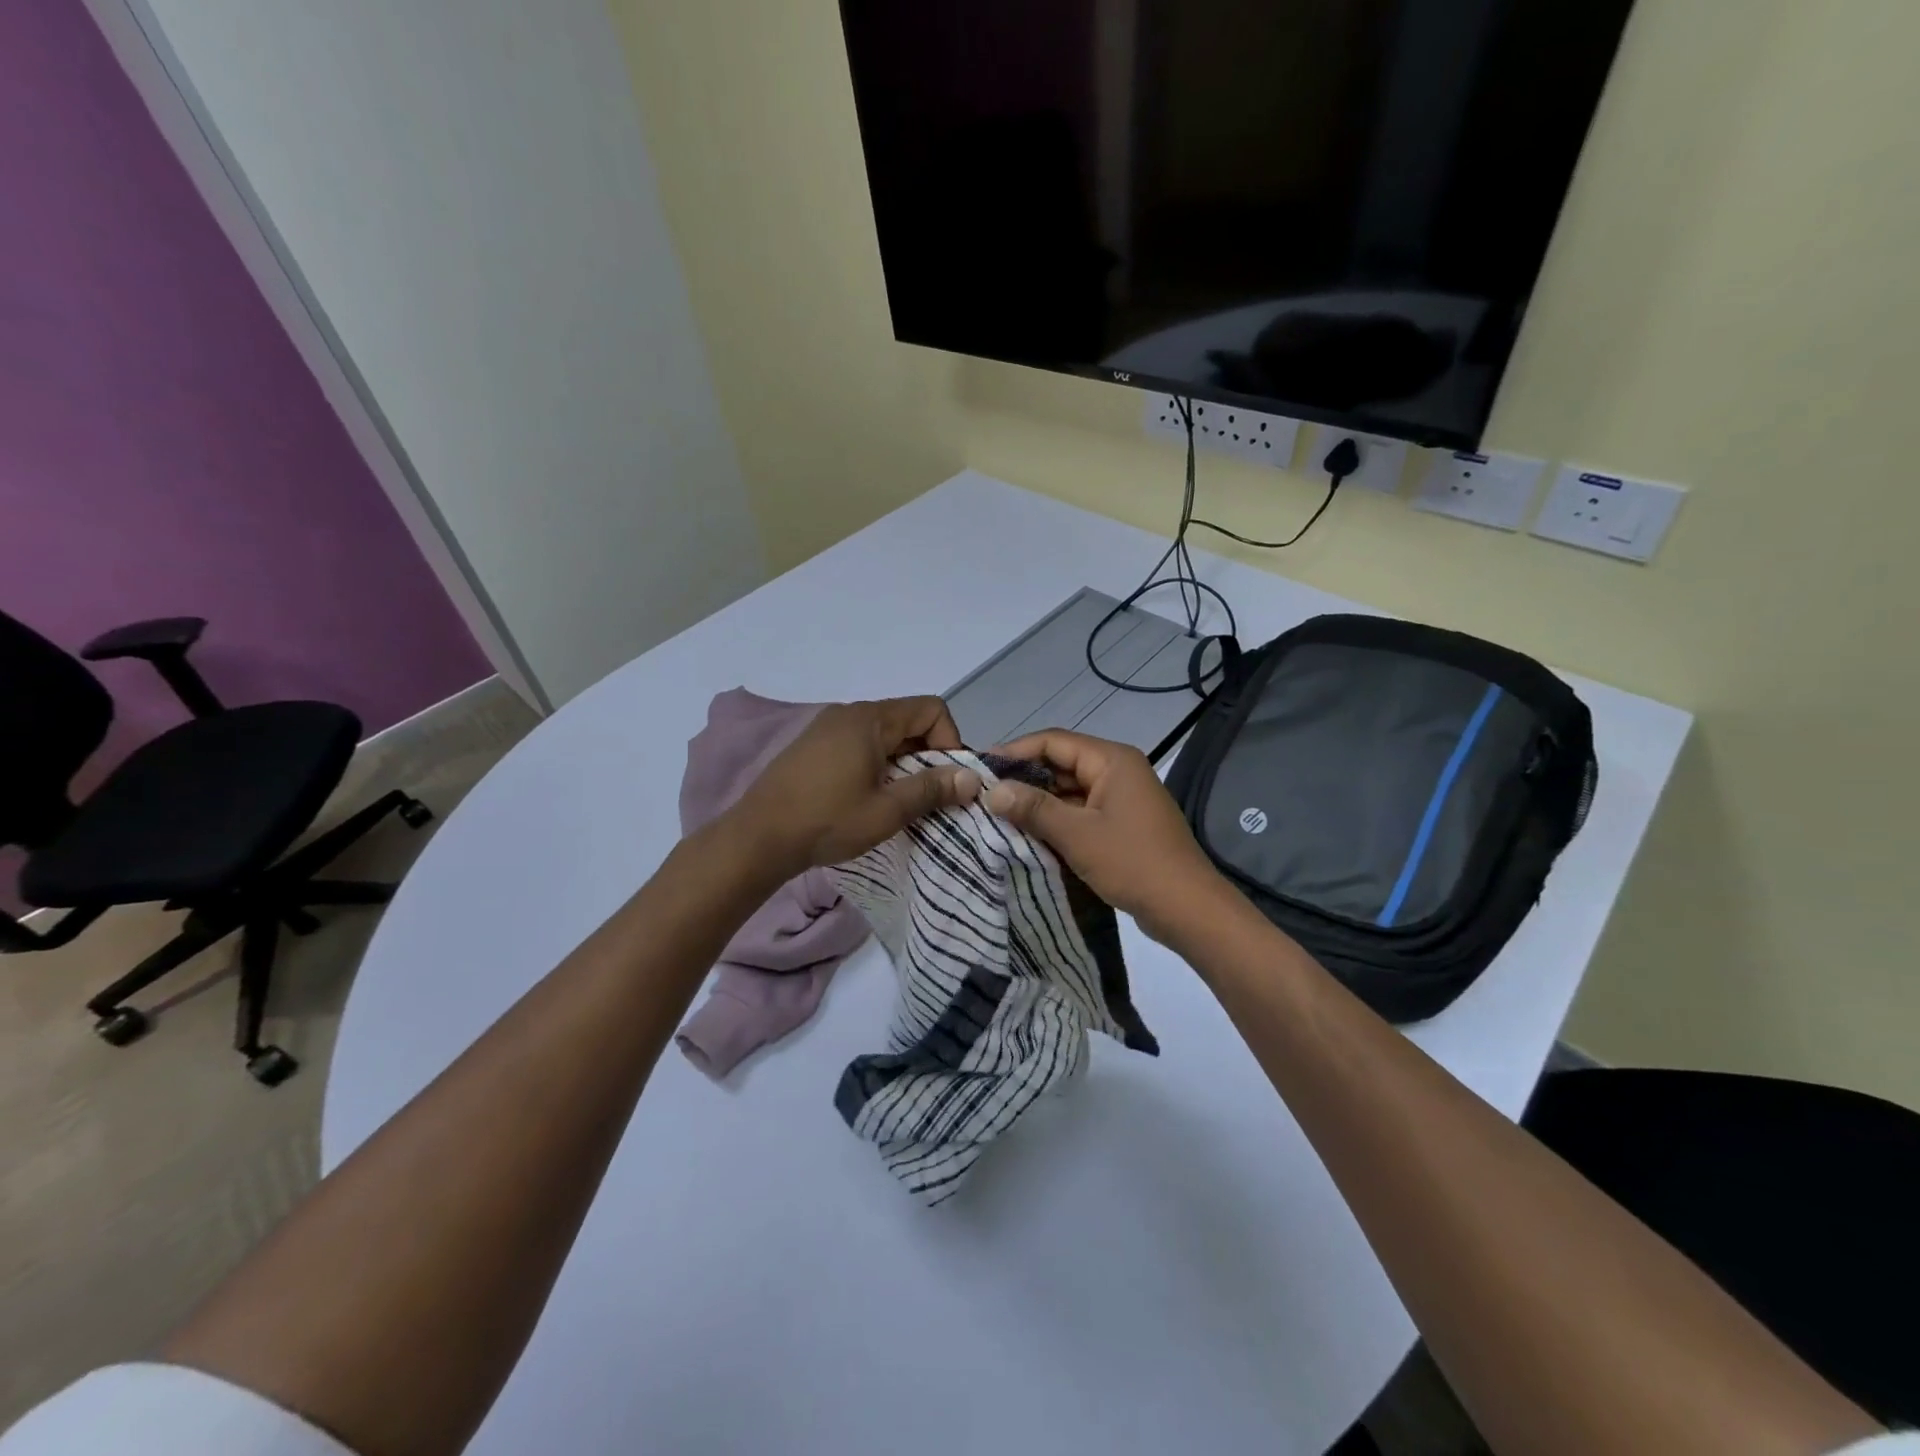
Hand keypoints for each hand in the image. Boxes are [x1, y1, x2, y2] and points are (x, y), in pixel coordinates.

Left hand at [727, 697, 981, 877]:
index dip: (950, 740)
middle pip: (907, 720)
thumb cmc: (827, 821)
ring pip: (884, 735)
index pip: (931, 709)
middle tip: (929, 795)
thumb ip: (932, 789)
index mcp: (870, 719)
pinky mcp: (813, 746)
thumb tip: (972, 778)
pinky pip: (859, 744)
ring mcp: (827, 728)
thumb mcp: (887, 810)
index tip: (947, 779)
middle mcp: (849, 713)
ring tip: (899, 800)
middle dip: (928, 755)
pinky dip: (876, 764)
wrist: (758, 837)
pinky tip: (867, 797)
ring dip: (902, 762)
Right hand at [984, 729, 1228, 943]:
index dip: (1015, 751)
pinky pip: (1081, 811)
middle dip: (1024, 779)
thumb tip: (992, 791)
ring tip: (998, 816)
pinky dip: (1057, 820)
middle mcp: (1118, 770)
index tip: (980, 767)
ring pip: (1069, 790)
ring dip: (1038, 802)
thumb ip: (1033, 808)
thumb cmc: (1133, 862)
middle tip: (984, 795)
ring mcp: (1121, 798)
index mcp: (1111, 760)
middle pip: (1061, 763)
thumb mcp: (1077, 834)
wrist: (1188, 908)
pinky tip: (1029, 835)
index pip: (1053, 741)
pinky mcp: (1122, 823)